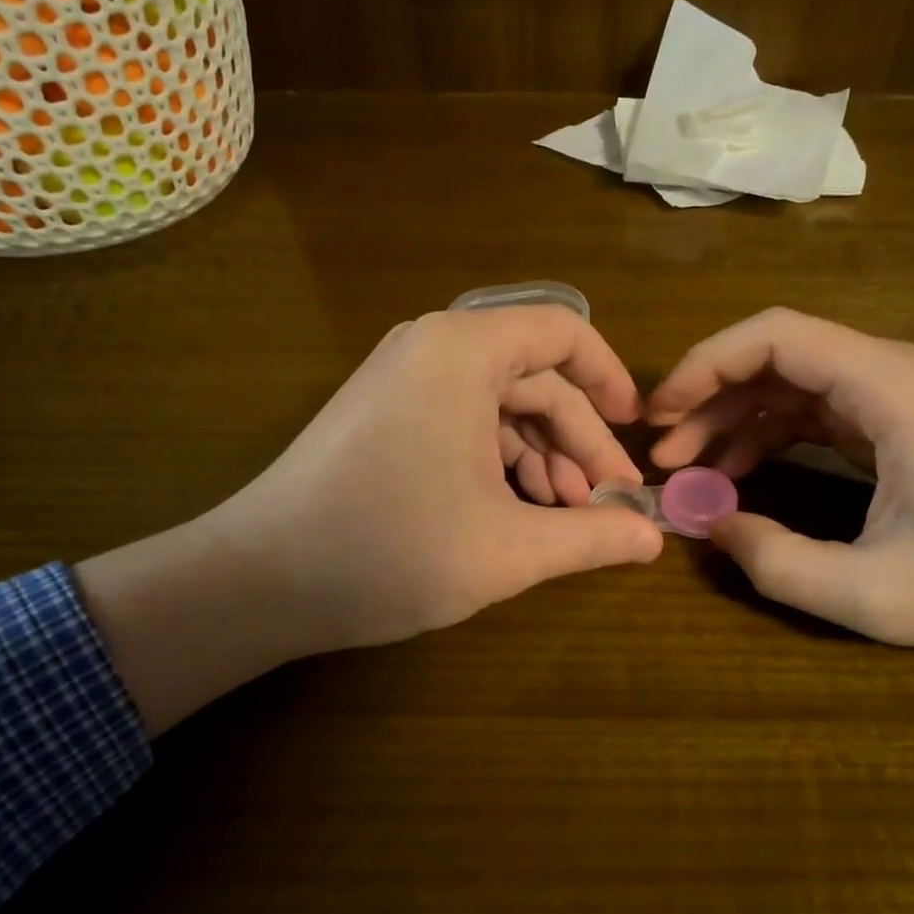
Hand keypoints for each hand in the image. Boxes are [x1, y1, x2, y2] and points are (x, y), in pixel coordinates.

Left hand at [79, 307, 662, 732]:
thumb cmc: (390, 551)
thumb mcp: (508, 549)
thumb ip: (592, 537)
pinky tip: (517, 510)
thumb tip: (655, 537)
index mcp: (464, 351)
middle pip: (536, 378)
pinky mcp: (386, 414)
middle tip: (607, 503)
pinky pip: (465, 421)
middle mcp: (433, 348)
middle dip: (579, 441)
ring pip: (501, 405)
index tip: (637, 432)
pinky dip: (500, 460)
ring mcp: (404, 380)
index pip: (564, 333)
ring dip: (542, 457)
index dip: (610, 380)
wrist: (259, 580)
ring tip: (565, 516)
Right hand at [646, 309, 913, 703]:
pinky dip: (766, 436)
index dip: (703, 366)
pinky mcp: (897, 424)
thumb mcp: (878, 594)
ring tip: (687, 470)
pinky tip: (737, 476)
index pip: (772, 335)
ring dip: (731, 419)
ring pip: (788, 383)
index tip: (658, 416)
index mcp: (885, 386)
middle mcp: (886, 372)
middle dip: (707, 398)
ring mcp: (893, 396)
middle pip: (772, 354)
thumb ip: (779, 563)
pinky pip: (812, 412)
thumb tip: (706, 526)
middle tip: (662, 453)